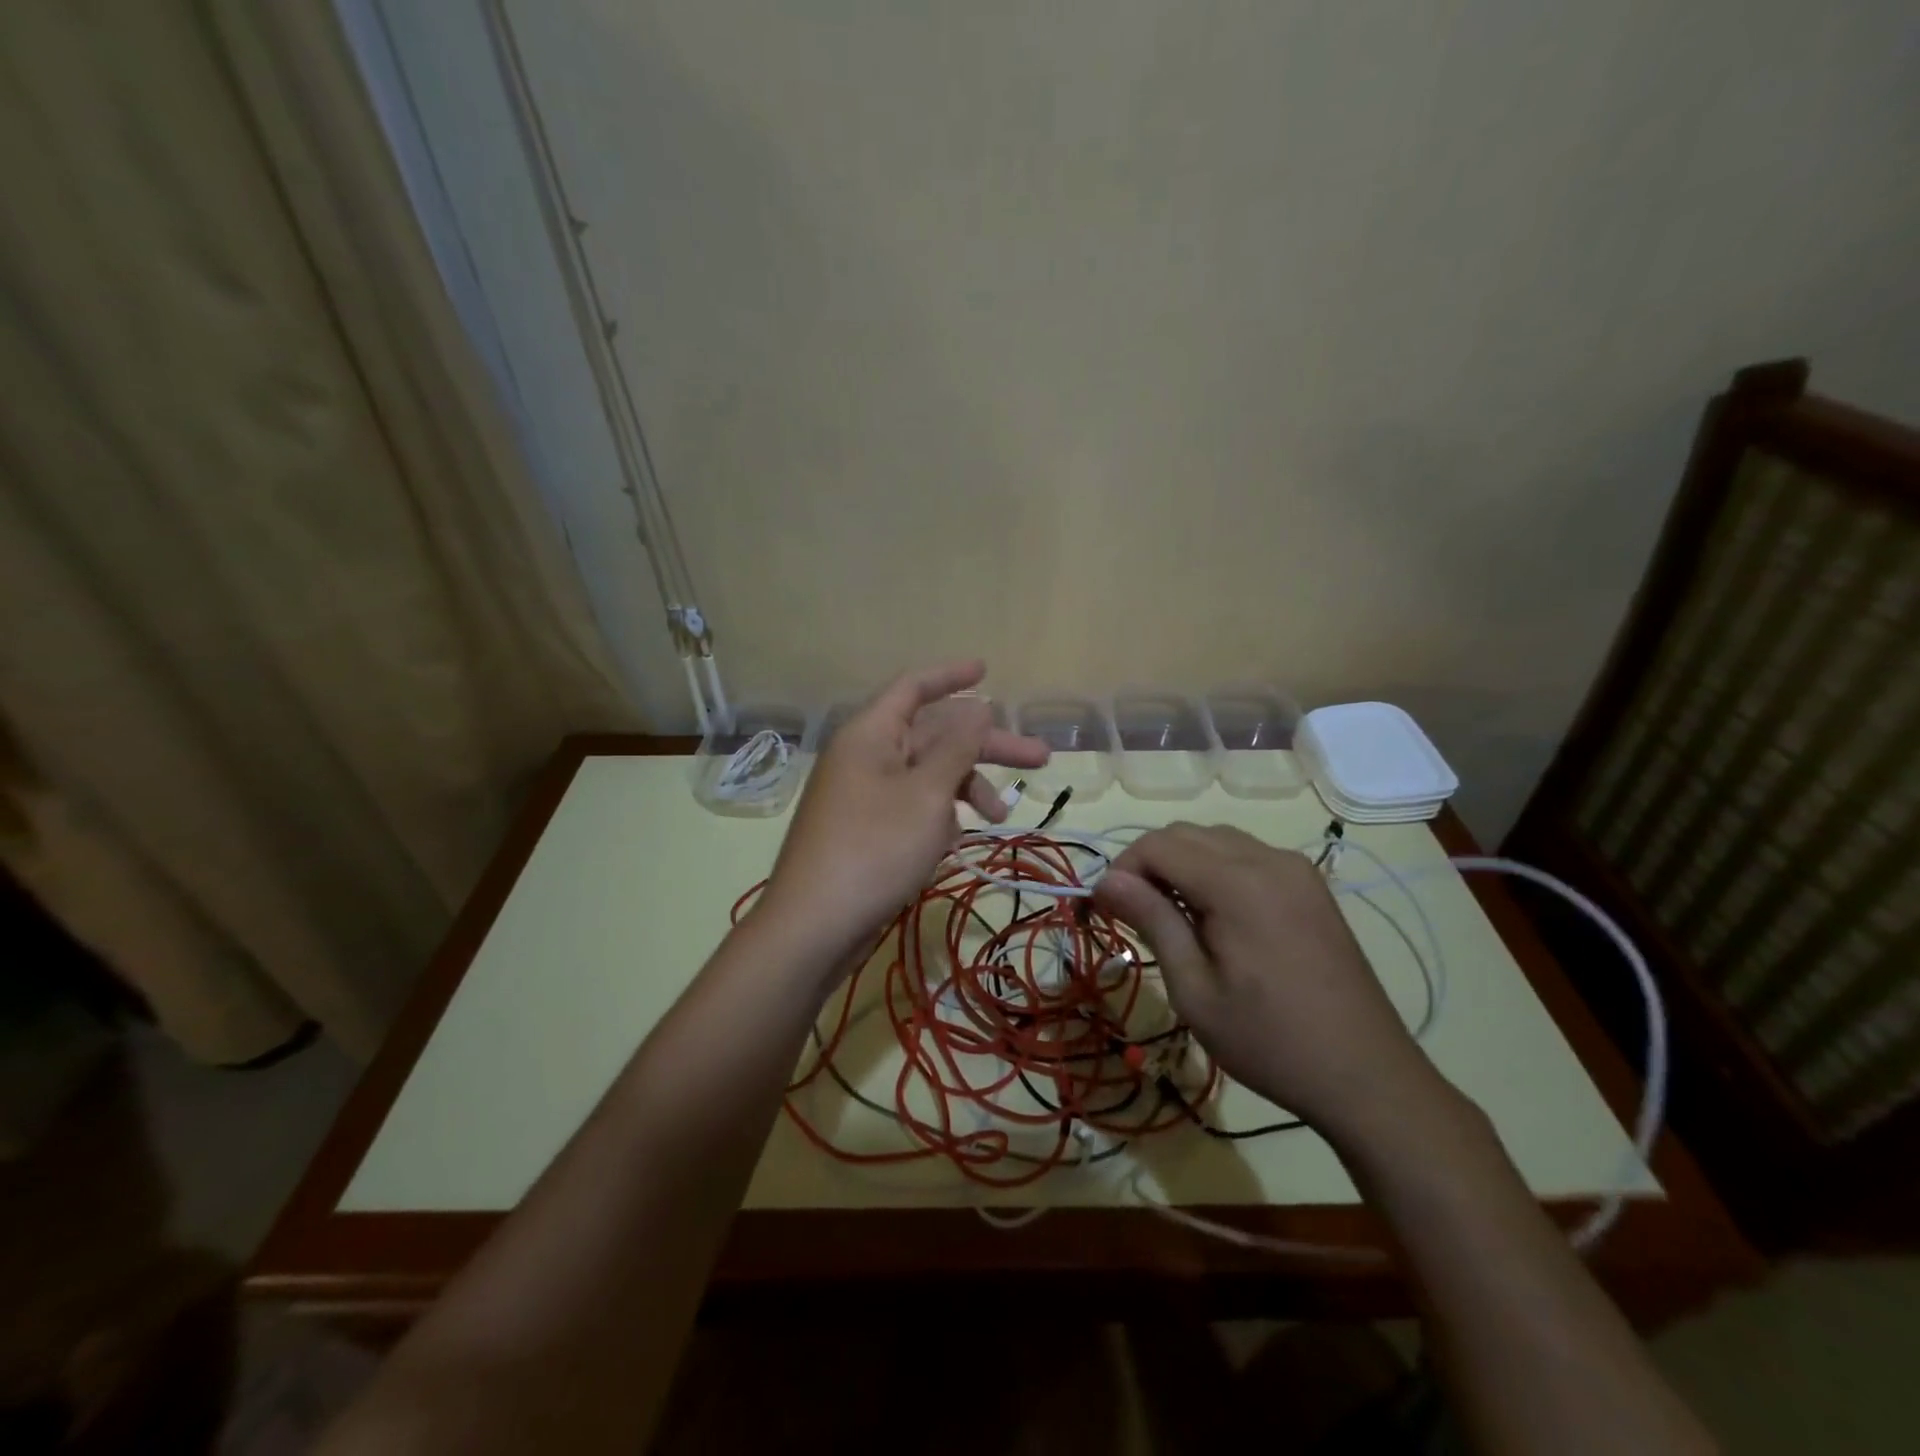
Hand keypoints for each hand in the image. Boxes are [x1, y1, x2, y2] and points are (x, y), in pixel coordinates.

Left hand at [755, 661, 1048, 970]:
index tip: (988, 670)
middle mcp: (866, 756)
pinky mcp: (869, 830)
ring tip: (1001, 817)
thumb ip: (957, 747)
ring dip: (967, 788)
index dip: (952, 675)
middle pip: (934, 735)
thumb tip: (979, 706)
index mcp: (871, 734)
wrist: (815, 926)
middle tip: (1040, 758)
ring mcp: (866, 795)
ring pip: (928, 775)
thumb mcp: (927, 793)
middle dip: (986, 746)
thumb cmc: (875, 848)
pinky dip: (940, 816)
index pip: (914, 687)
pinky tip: (957, 840)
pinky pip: (914, 806)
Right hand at [1093, 824, 1446, 1142]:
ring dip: (1182, 864)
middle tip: (1135, 915)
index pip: (1158, 845)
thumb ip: (1152, 921)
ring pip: (1216, 840)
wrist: (1367, 1076)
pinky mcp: (1310, 886)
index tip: (1106, 909)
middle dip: (1149, 864)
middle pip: (1185, 834)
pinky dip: (1216, 869)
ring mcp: (1296, 869)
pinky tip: (1217, 916)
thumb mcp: (1194, 989)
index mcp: (1237, 883)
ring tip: (1174, 917)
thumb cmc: (1269, 1041)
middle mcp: (1268, 859)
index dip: (1123, 869)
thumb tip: (1106, 879)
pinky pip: (1248, 855)